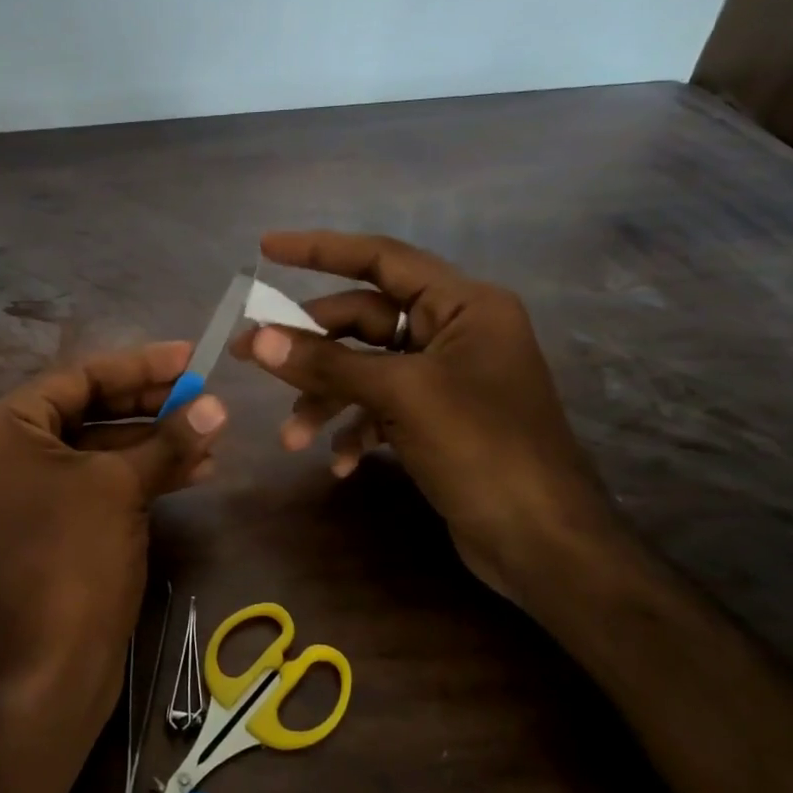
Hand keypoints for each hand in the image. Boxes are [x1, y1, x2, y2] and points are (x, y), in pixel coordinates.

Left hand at [0, 341, 226, 727]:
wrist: (51, 667)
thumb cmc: (73, 557)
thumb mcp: (122, 487)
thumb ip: (168, 439)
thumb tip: (216, 405)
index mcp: (2, 430)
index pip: (77, 378)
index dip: (138, 365)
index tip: (190, 356)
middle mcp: (6, 454)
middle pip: (88, 410)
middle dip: (150, 405)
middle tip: (205, 395)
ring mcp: (27, 492)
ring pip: (99, 449)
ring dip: (155, 442)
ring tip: (212, 434)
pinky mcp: (51, 523)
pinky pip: (98, 483)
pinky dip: (142, 475)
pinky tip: (195, 470)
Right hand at [230, 231, 615, 599]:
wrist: (542, 544)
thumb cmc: (482, 449)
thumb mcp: (401, 396)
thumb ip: (328, 363)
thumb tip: (259, 339)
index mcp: (463, 305)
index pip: (382, 258)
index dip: (321, 250)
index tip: (266, 248)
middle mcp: (455, 332)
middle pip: (363, 320)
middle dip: (309, 346)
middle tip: (249, 356)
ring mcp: (445, 379)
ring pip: (365, 370)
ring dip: (326, 399)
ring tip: (293, 438)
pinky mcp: (437, 420)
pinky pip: (381, 408)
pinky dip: (355, 430)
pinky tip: (340, 464)